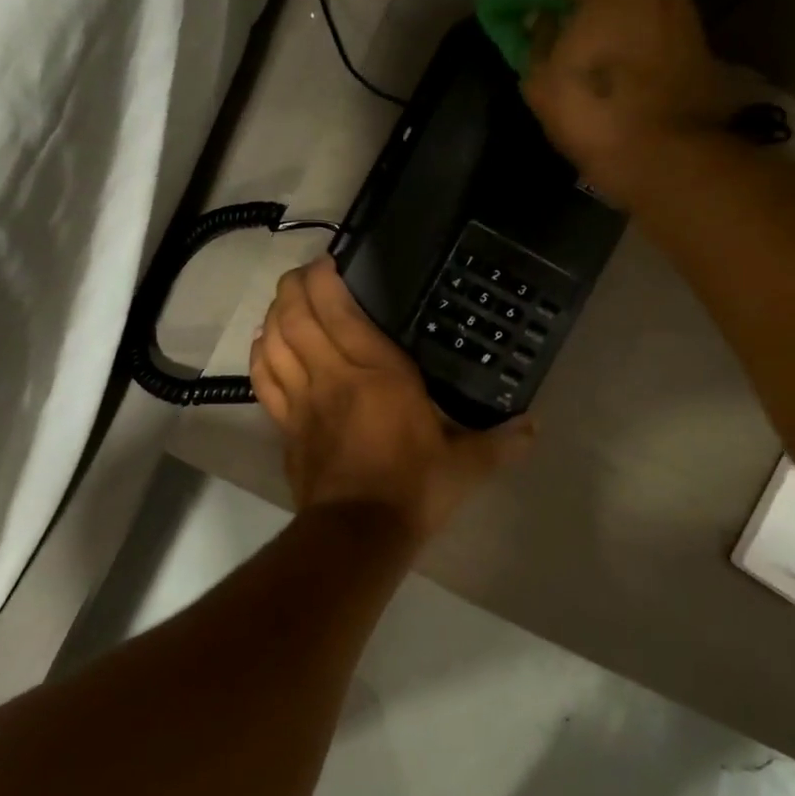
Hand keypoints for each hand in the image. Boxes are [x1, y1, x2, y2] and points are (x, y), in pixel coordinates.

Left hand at [250, 259, 534, 541]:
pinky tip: (263, 344)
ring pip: (276, 342)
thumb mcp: (466, 465)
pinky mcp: (286, 426)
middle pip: (297, 317)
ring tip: (282, 302)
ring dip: (274, 315)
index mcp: (377, 371)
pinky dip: (259, 356)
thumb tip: (535, 427)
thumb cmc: (414, 488)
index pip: (339, 311)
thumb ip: (500, 441)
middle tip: (301, 274)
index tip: (326, 263)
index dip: (325, 280)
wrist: (359, 533)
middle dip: (293, 288)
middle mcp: (333, 374)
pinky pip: (263, 381)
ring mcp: (302, 400)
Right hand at [509, 0, 730, 205]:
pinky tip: (608, 25)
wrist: (668, 154)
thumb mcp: (542, 78)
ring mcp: (678, 0)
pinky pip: (648, 3)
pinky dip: (625, 7)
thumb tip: (543, 19)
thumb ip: (538, 37)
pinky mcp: (692, 30)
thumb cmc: (595, 111)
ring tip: (578, 4)